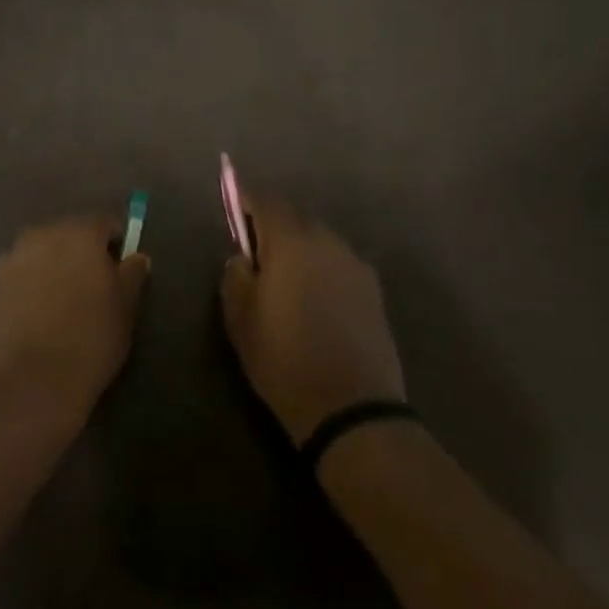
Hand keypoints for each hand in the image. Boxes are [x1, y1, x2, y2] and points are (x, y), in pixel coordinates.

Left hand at [0, 214, 150, 428]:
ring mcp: (14, 256)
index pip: (105, 224)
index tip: (120, 268)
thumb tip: (135, 256)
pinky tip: (38, 309)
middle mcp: (43, 234)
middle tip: (92, 284)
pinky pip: (22, 270)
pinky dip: (32, 280)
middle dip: (82, 251)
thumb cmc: (91, 340)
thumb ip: (132, 274)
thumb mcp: (126, 308)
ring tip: (63, 298)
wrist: (33, 381)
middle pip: (70, 232)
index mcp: (80, 233)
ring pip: (43, 250)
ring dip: (55, 263)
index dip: (116, 243)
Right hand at [220, 193, 405, 445]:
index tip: (234, 208)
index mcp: (291, 241)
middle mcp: (327, 242)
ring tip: (286, 279)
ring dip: (301, 250)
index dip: (247, 200)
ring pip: (320, 242)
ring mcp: (356, 265)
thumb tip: (243, 258)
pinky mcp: (374, 292)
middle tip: (257, 253)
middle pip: (296, 218)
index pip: (267, 201)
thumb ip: (235, 276)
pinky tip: (315, 300)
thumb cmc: (284, 359)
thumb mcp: (239, 319)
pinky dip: (323, 271)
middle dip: (275, 227)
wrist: (352, 409)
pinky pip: (339, 266)